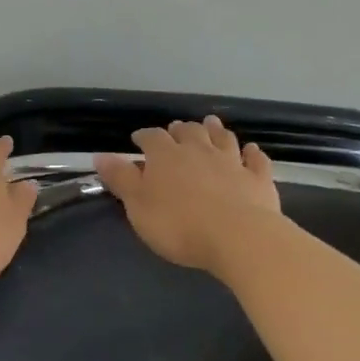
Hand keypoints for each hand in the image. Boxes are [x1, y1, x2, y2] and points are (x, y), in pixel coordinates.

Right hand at [95, 116, 280, 272]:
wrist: (237, 237)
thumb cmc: (178, 225)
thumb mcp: (138, 206)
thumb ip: (121, 179)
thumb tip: (101, 155)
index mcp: (166, 156)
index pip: (151, 138)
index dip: (144, 137)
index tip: (138, 139)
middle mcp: (200, 151)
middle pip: (189, 132)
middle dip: (180, 129)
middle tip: (176, 129)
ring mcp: (232, 162)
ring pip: (223, 138)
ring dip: (215, 130)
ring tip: (211, 123)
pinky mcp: (258, 179)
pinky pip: (256, 160)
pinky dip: (252, 153)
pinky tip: (251, 150)